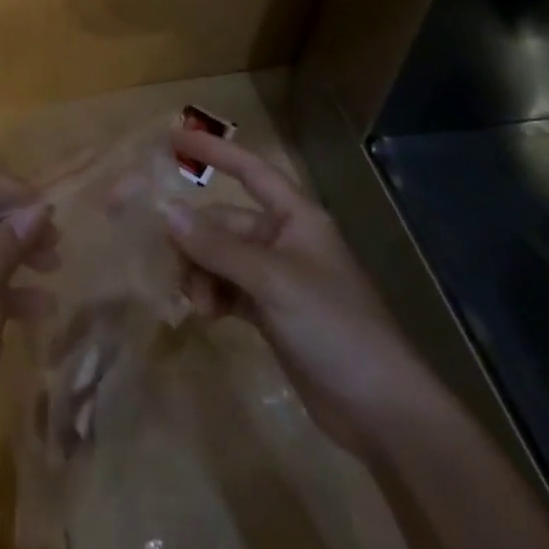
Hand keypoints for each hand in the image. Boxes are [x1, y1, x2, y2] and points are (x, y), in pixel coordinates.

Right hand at [164, 130, 432, 451]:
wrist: (382, 412)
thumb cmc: (335, 327)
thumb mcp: (272, 281)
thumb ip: (217, 246)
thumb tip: (166, 212)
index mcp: (295, 218)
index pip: (249, 169)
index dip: (213, 151)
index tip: (173, 137)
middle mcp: (284, 240)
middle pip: (224, 222)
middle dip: (195, 242)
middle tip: (169, 265)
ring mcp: (277, 278)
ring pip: (220, 257)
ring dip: (201, 274)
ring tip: (197, 305)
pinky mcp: (271, 312)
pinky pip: (226, 288)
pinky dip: (211, 295)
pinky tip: (205, 315)